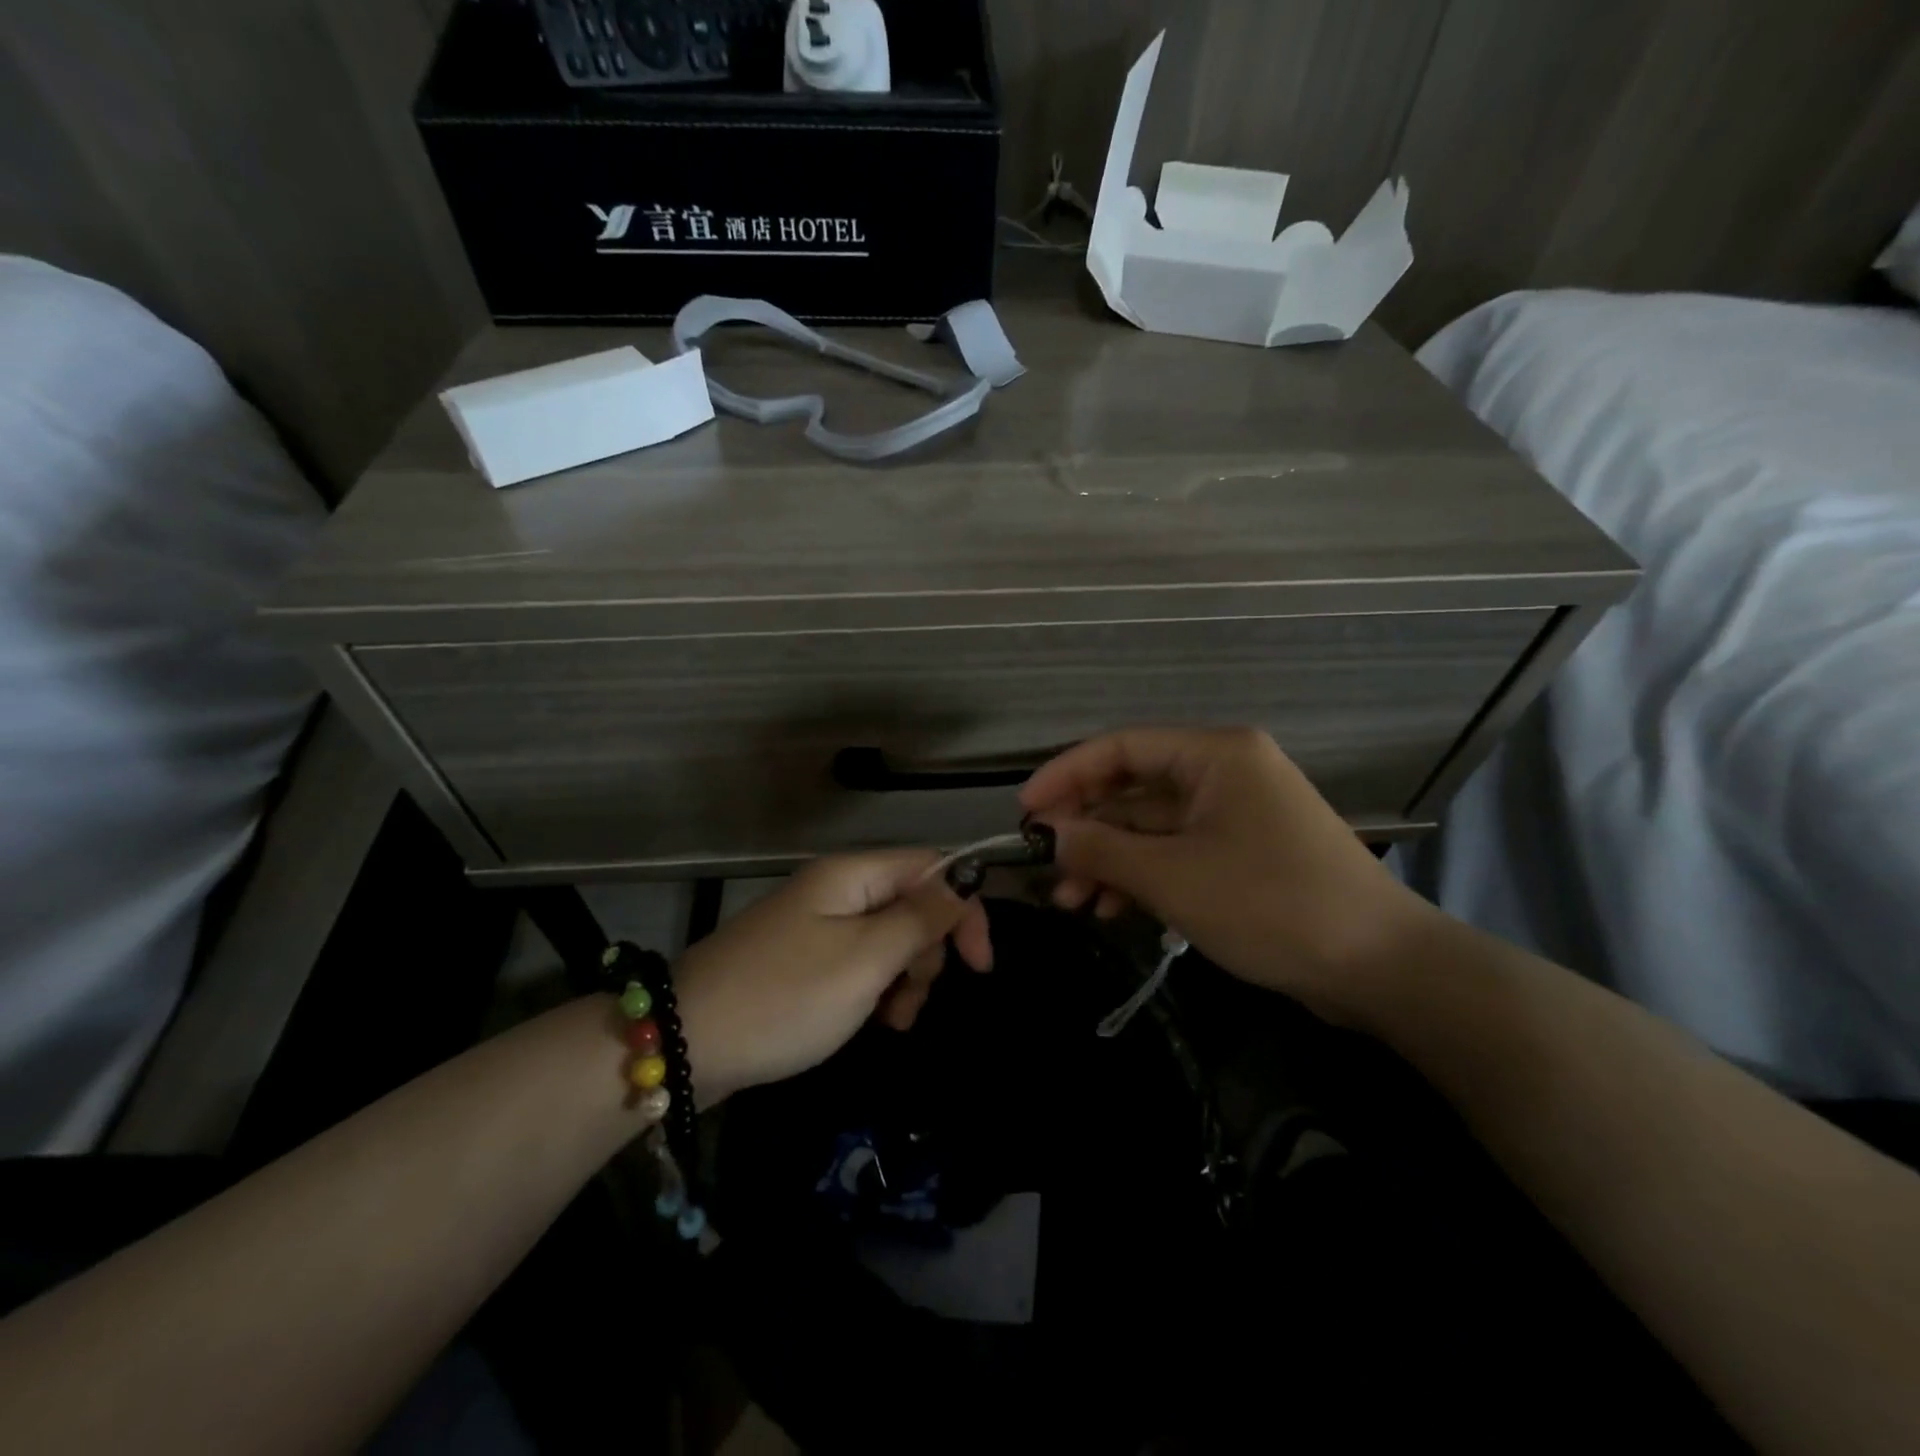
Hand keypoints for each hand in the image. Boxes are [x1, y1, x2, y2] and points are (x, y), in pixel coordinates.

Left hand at [671, 850, 991, 1106]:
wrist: (685, 1043)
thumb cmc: (785, 998)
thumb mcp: (865, 961)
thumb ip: (920, 918)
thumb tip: (966, 878)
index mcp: (852, 876)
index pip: (932, 868)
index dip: (964, 909)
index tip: (979, 966)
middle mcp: (837, 890)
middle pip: (913, 904)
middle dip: (927, 954)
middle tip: (908, 1002)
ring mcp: (818, 925)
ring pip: (890, 939)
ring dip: (904, 979)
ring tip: (889, 1021)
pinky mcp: (805, 959)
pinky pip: (860, 962)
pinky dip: (875, 990)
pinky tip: (869, 1021)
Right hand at [1019, 727, 1432, 1018]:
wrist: (1381, 968)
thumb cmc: (1272, 905)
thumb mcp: (1173, 878)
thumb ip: (1101, 850)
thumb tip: (1044, 835)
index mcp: (1215, 754)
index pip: (1120, 747)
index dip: (1065, 775)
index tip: (1024, 812)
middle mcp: (1224, 772)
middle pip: (1133, 788)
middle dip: (1086, 829)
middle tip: (1045, 867)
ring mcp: (1234, 813)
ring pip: (1151, 826)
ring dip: (1109, 860)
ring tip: (1073, 902)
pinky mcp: (1241, 852)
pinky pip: (1176, 852)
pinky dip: (1142, 876)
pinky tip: (1113, 909)